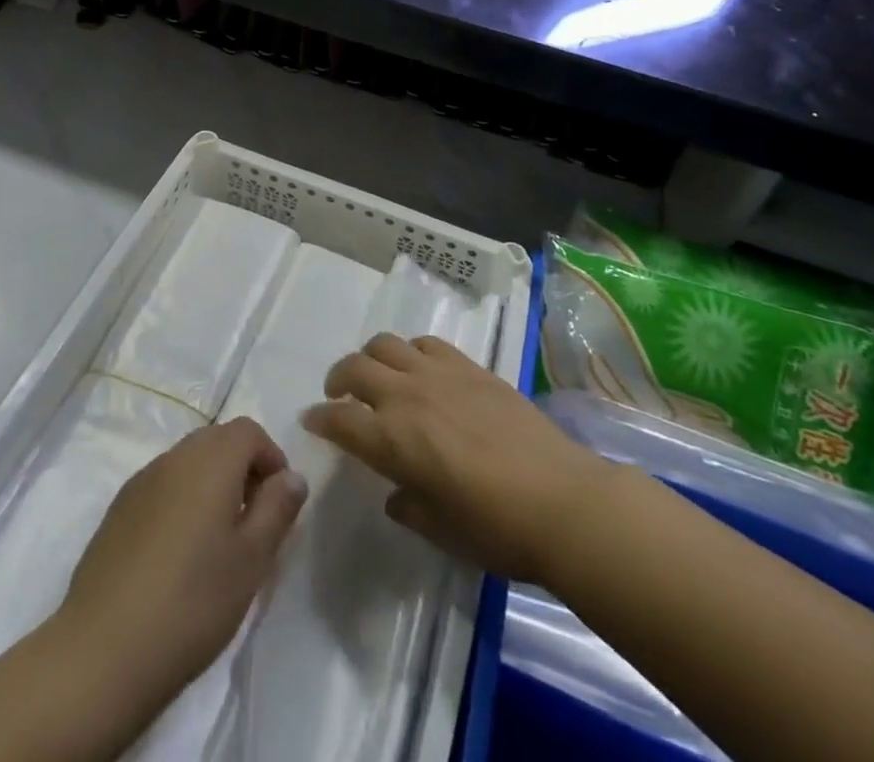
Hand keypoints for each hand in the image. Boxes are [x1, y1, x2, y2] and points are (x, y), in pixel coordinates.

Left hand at [60, 417, 307, 708]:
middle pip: (217, 441)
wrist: (102, 650)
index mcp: (210, 460)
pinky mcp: (118, 510)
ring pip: (188, 463)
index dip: (271, 457)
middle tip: (254, 522)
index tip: (279, 503)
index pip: (249, 431)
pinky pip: (162, 487)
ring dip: (211, 485)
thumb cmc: (192, 601)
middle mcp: (174, 457)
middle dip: (243, 469)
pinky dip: (181, 502)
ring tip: (218, 543)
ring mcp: (140, 481)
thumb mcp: (252, 559)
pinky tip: (179, 556)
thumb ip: (277, 508)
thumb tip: (292, 476)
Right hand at [303, 334, 610, 586]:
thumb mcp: (442, 531)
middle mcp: (406, 397)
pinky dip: (411, 350)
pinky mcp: (469, 366)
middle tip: (337, 394)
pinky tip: (419, 367)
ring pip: (386, 344)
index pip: (339, 421)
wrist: (562, 500)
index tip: (311, 420)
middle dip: (337, 379)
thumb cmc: (497, 530)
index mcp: (392, 441)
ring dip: (370, 357)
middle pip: (355, 369)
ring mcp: (439, 374)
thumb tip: (396, 494)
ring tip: (376, 374)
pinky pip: (427, 342)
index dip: (320, 420)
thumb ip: (409, 507)